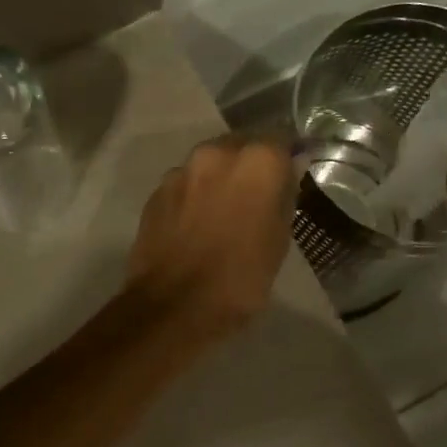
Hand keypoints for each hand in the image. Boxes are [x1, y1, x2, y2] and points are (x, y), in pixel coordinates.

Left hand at [126, 134, 297, 337]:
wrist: (172, 306)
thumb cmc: (240, 278)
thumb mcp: (278, 241)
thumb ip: (284, 197)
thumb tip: (288, 172)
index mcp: (257, 161)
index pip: (282, 140)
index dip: (287, 158)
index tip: (291, 176)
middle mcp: (217, 153)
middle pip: (241, 146)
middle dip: (250, 165)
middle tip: (256, 197)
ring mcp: (181, 170)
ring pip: (209, 164)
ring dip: (219, 180)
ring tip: (223, 213)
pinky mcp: (156, 191)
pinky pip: (185, 184)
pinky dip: (194, 196)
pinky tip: (196, 225)